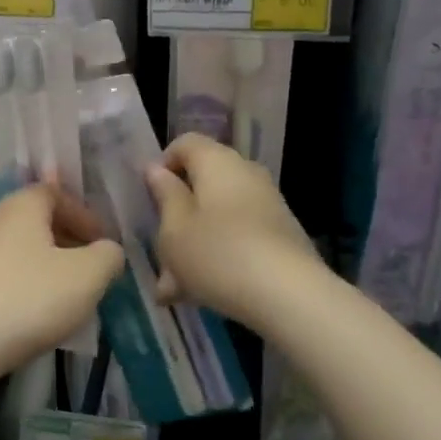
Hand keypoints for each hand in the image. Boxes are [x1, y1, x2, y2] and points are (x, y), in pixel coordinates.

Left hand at [0, 184, 123, 388]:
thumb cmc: (29, 297)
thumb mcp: (87, 276)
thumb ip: (108, 256)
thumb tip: (108, 251)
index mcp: (20, 204)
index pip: (56, 192)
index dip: (84, 215)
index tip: (103, 244)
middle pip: (35, 220)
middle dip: (67, 241)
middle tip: (89, 270)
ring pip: (18, 248)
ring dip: (45, 265)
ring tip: (66, 296)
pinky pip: (0, 273)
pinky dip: (22, 284)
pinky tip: (34, 313)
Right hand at [144, 133, 318, 329]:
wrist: (290, 296)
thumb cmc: (218, 254)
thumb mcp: (175, 229)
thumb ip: (164, 195)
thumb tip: (157, 169)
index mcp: (217, 162)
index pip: (185, 143)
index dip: (162, 165)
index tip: (150, 199)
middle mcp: (246, 174)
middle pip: (201, 184)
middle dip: (175, 217)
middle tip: (159, 252)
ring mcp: (267, 205)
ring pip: (216, 218)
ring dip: (192, 246)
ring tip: (173, 288)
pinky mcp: (279, 236)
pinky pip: (237, 238)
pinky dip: (217, 258)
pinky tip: (201, 295)